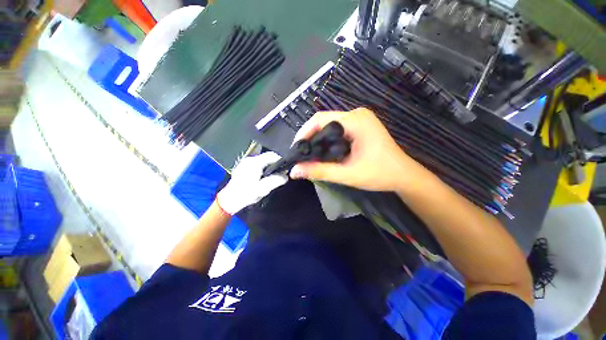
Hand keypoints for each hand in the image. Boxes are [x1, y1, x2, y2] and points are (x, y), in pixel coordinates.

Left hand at [217, 152, 287, 214]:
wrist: (229, 200)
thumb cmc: (246, 194)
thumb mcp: (263, 189)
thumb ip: (275, 180)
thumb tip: (285, 176)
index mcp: (254, 163)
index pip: (271, 155)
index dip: (281, 160)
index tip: (286, 167)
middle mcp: (249, 159)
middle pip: (267, 156)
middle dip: (275, 162)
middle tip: (281, 171)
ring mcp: (245, 162)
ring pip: (262, 159)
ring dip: (269, 164)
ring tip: (274, 174)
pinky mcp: (243, 166)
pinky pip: (257, 163)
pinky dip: (263, 166)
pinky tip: (264, 175)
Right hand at [290, 108, 421, 191]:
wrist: (403, 176)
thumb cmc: (379, 174)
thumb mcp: (347, 174)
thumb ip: (319, 171)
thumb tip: (294, 171)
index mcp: (355, 121)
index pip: (321, 119)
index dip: (304, 132)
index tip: (296, 148)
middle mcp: (357, 114)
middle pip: (324, 120)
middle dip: (310, 136)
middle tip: (301, 153)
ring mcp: (360, 119)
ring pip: (330, 124)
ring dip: (318, 138)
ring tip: (309, 153)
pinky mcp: (361, 125)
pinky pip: (338, 128)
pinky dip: (328, 138)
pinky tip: (324, 150)